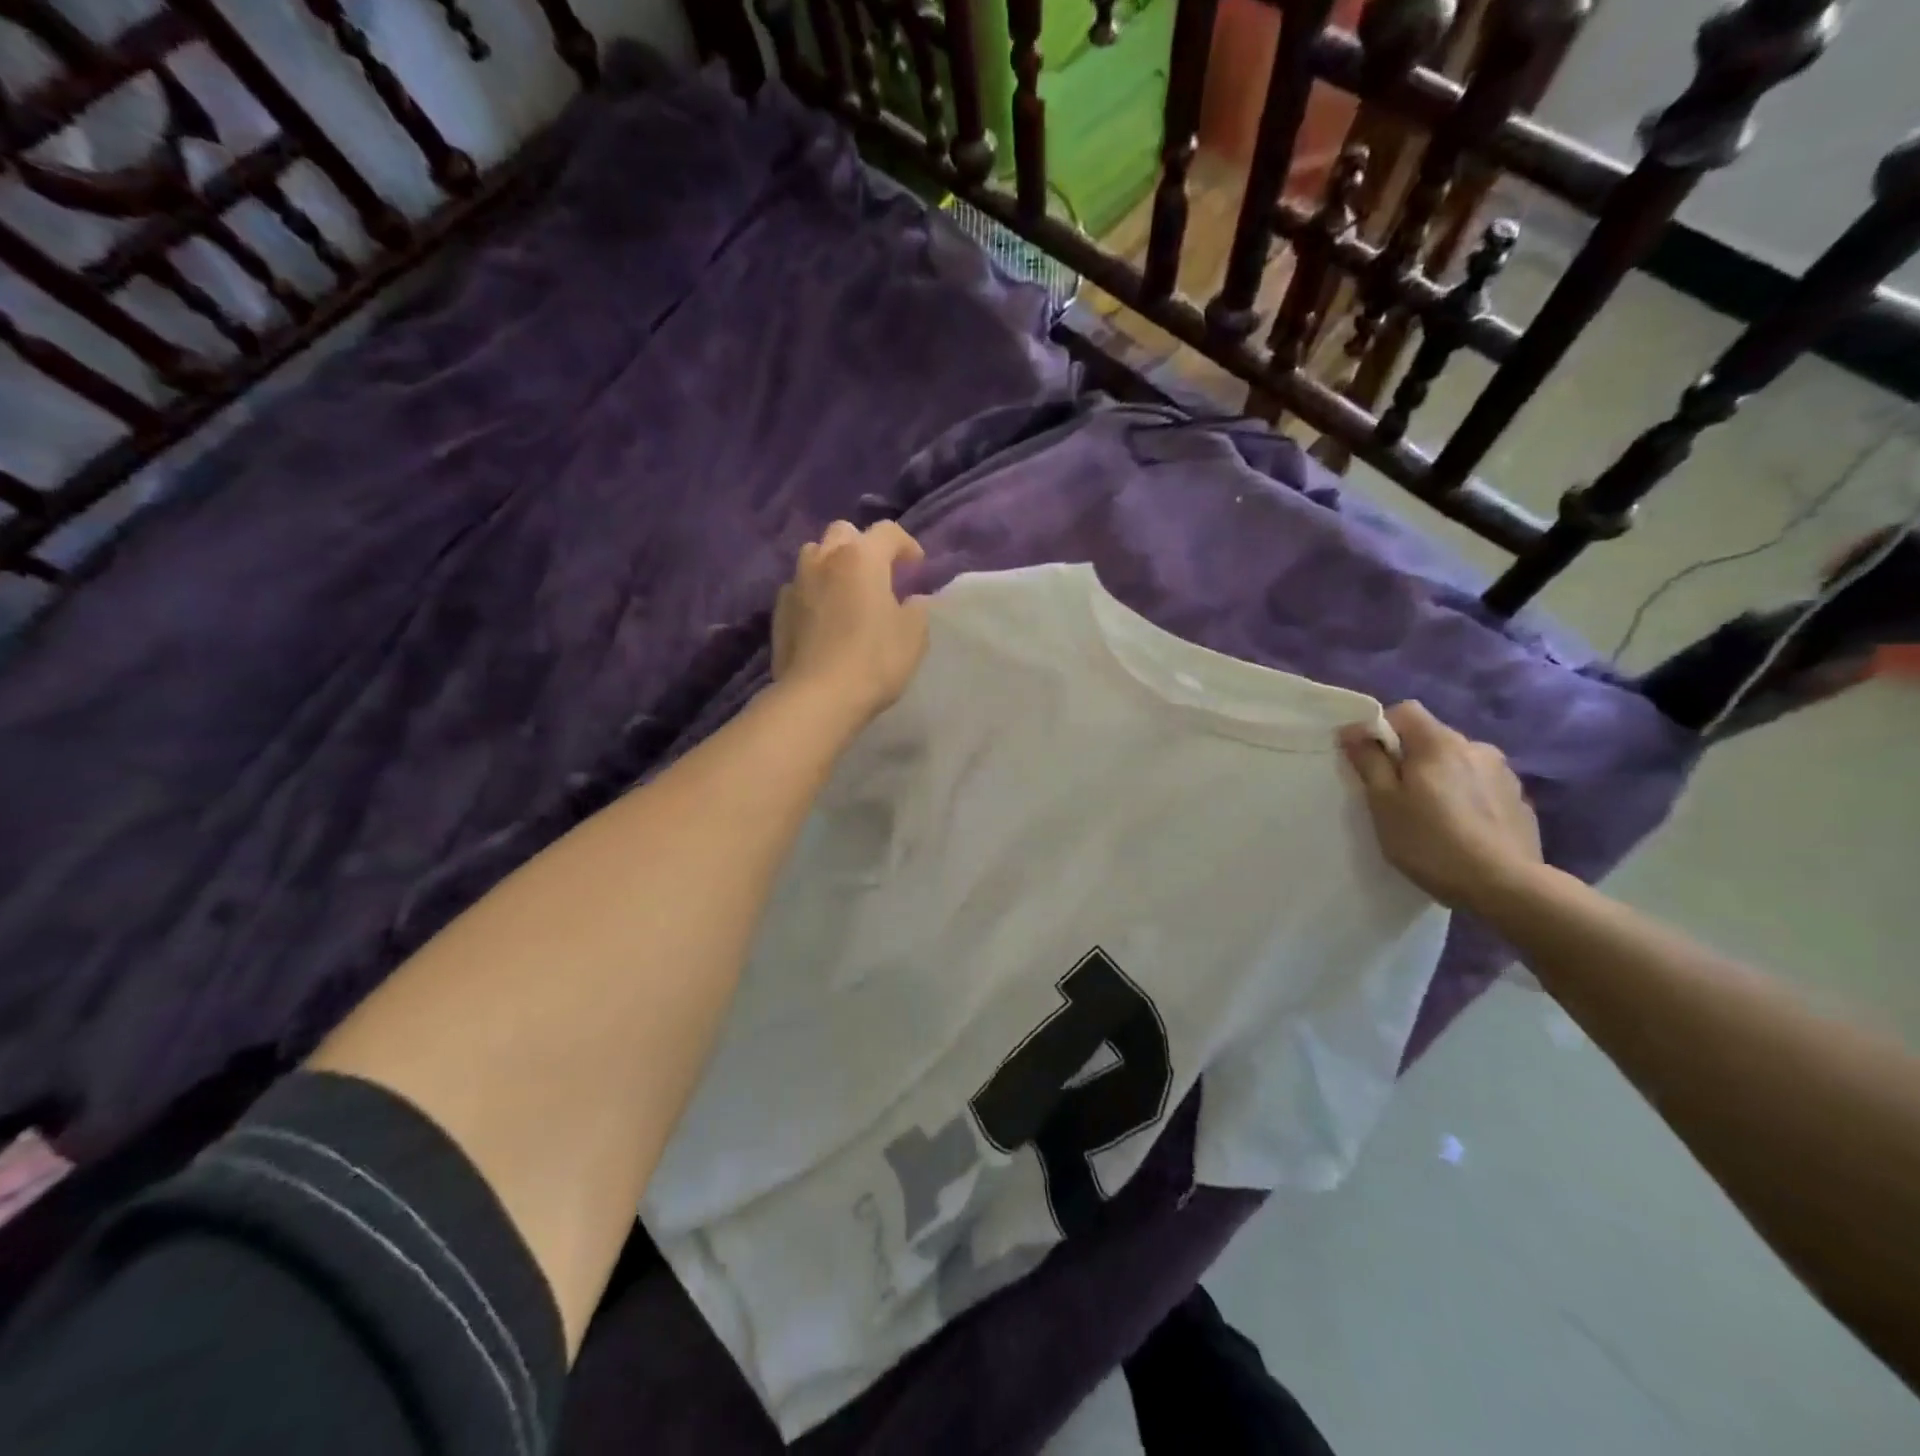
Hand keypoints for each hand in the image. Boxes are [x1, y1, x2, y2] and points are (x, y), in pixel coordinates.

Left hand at [772, 520, 929, 723]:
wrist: (819, 696)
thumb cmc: (875, 660)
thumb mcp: (914, 635)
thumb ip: (915, 609)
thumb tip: (909, 601)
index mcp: (862, 558)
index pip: (887, 532)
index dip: (906, 544)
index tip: (915, 567)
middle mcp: (825, 560)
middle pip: (843, 533)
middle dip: (862, 546)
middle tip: (877, 574)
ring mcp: (796, 583)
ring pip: (814, 556)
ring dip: (832, 565)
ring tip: (846, 591)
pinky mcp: (779, 611)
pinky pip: (799, 588)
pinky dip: (813, 593)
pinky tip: (823, 618)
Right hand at [1338, 701, 1544, 914]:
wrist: (1505, 886)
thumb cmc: (1430, 841)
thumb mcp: (1384, 802)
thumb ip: (1369, 761)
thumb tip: (1353, 730)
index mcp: (1439, 743)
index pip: (1405, 711)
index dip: (1382, 729)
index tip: (1370, 761)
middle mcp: (1476, 747)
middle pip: (1432, 738)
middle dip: (1411, 758)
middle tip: (1396, 796)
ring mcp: (1504, 774)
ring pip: (1459, 763)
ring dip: (1442, 778)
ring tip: (1432, 816)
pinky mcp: (1520, 801)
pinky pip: (1482, 786)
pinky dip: (1466, 798)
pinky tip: (1461, 830)